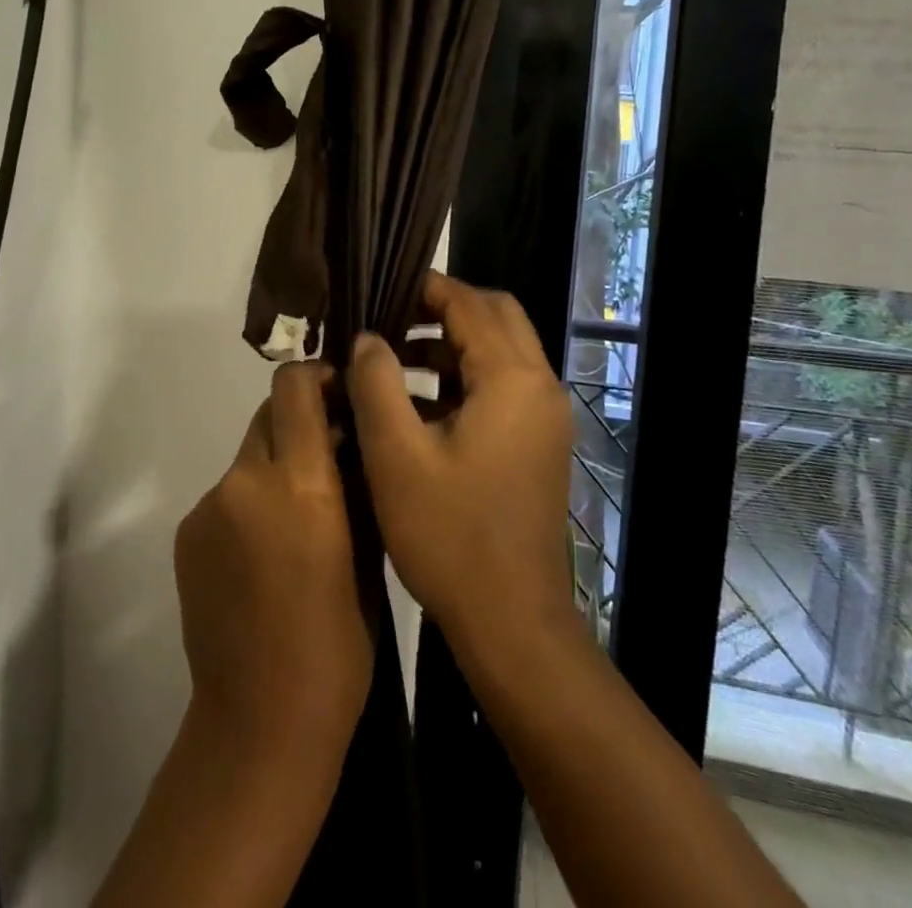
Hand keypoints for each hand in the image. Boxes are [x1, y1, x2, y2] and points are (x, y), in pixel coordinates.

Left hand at [173, 362, 371, 779]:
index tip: (337, 393)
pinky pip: (226, 495)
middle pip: (268, 415)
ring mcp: (208, 505)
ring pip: (248, 457)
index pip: (293, 387)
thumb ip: (355, 486)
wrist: (260, 722)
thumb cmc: (338, 646)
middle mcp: (245, 480)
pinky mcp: (186, 531)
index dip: (315, 376)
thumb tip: (350, 441)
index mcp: (299, 483)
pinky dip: (248, 504)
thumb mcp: (369, 556)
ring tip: (296, 521)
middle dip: (298, 424)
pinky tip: (263, 555)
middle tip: (326, 462)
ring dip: (273, 469)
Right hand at [348, 271, 574, 660]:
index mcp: (513, 379)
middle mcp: (540, 387)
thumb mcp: (396, 454)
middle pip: (495, 317)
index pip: (471, 303)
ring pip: (498, 351)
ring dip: (449, 344)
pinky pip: (500, 386)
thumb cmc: (450, 535)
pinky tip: (414, 403)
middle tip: (388, 320)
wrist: (511, 623)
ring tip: (390, 358)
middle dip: (441, 309)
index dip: (425, 288)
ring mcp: (543, 418)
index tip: (379, 289)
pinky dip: (461, 378)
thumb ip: (376, 382)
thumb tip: (368, 338)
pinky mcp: (536, 444)